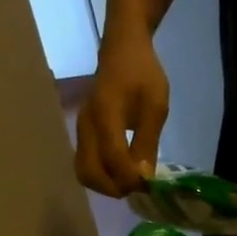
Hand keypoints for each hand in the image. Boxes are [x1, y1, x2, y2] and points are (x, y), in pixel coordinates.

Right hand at [75, 36, 168, 197]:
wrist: (123, 47)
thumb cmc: (143, 74)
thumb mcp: (155, 107)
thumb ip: (148, 143)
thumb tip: (143, 178)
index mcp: (105, 114)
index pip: (113, 158)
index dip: (130, 178)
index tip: (148, 184)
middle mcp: (86, 125)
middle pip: (89, 173)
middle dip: (114, 187)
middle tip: (138, 187)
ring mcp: (81, 129)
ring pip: (84, 171)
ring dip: (106, 185)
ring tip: (130, 181)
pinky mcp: (83, 132)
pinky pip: (86, 163)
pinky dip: (101, 175)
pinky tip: (121, 172)